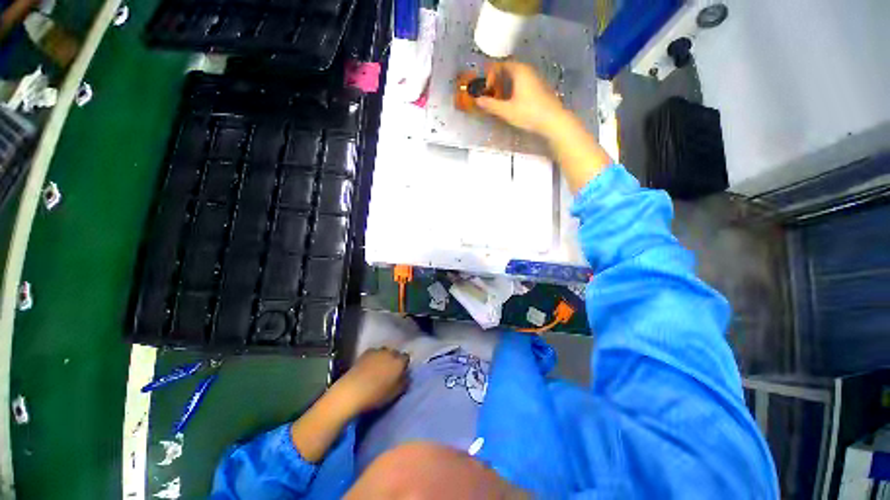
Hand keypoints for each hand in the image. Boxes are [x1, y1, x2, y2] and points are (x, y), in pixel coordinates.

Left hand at [330, 348, 409, 415]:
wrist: (351, 391)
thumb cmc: (376, 395)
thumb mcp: (395, 393)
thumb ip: (404, 383)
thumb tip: (407, 377)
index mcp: (399, 362)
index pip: (406, 358)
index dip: (403, 365)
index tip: (400, 373)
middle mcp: (390, 353)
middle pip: (395, 353)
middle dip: (394, 360)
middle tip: (389, 371)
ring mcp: (377, 351)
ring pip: (384, 352)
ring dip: (384, 358)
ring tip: (378, 369)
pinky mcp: (365, 353)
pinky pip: (374, 353)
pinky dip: (373, 358)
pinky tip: (369, 367)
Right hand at [475, 62, 567, 137]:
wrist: (553, 120)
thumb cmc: (529, 113)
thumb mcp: (507, 111)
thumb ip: (491, 105)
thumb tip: (477, 100)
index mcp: (519, 71)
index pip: (501, 64)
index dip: (491, 73)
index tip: (485, 86)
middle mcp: (528, 71)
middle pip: (510, 69)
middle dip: (498, 79)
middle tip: (490, 91)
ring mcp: (536, 79)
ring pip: (517, 76)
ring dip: (506, 84)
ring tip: (499, 97)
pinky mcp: (540, 88)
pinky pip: (523, 83)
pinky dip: (514, 88)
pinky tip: (512, 101)